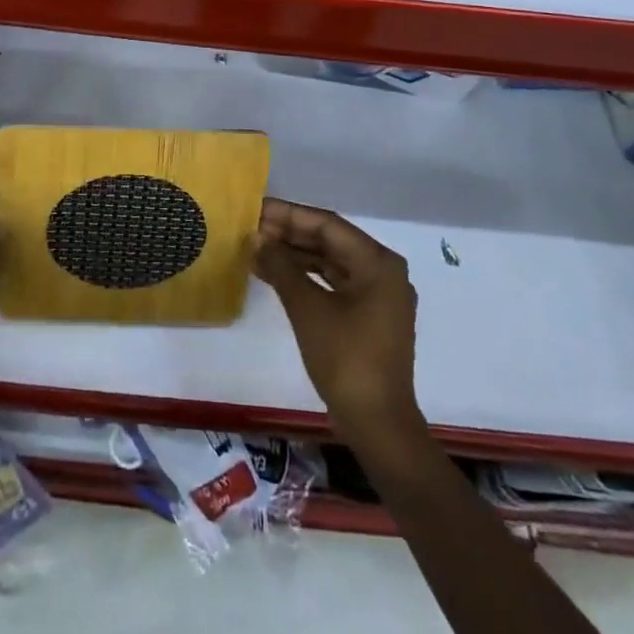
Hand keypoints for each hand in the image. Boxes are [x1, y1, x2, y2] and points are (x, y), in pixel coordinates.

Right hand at [253, 199, 423, 447]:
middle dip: (289, 234)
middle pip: (330, 241)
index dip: (288, 215)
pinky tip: (274, 275)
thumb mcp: (307, 308)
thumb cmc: (345, 359)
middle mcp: (383, 271)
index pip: (327, 224)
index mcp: (378, 262)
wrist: (378, 425)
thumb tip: (256, 238)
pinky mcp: (369, 316)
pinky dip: (305, 277)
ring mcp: (378, 296)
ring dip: (294, 256)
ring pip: (330, 262)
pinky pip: (334, 283)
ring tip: (256, 249)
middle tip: (251, 228)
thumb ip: (281, 267)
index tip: (256, 209)